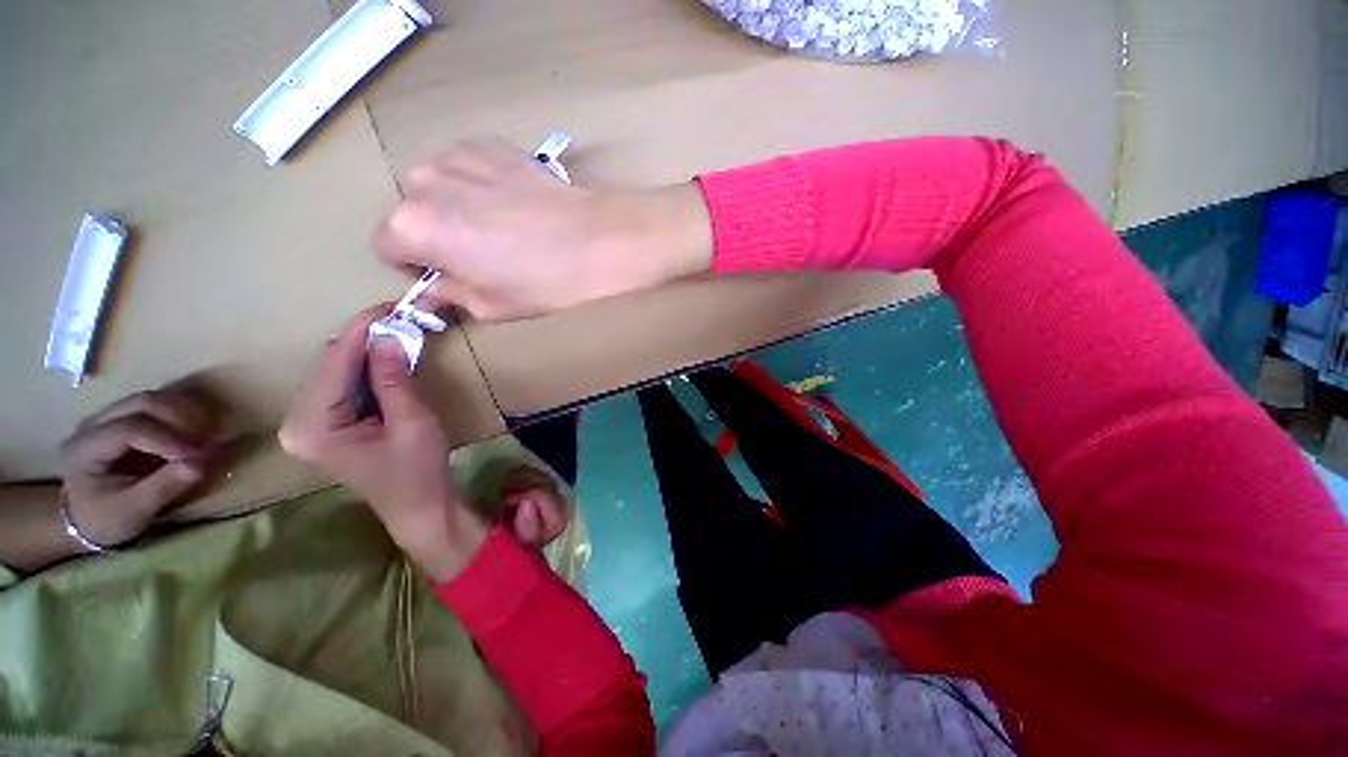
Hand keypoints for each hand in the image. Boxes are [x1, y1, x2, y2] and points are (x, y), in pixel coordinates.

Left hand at [60, 391, 217, 546]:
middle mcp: (94, 423)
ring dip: (183, 414)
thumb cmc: (106, 519)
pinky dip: (179, 414)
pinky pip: (155, 406)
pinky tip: (192, 432)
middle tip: (205, 443)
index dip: (169, 439)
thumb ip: (163, 488)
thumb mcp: (133, 512)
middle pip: (142, 404)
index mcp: (85, 448)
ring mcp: (108, 417)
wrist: (86, 518)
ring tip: (202, 438)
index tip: (199, 457)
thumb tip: (200, 465)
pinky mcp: (124, 419)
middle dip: (179, 419)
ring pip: (151, 400)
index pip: (131, 429)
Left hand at [278, 307, 486, 581]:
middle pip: (330, 366)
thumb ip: (394, 379)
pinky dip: (367, 371)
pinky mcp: (324, 426)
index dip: (362, 332)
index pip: (335, 364)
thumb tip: (389, 334)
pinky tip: (389, 361)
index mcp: (312, 426)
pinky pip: (342, 386)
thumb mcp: (411, 422)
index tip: (389, 307)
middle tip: (400, 321)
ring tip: (399, 336)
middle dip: (365, 341)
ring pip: (336, 373)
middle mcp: (297, 423)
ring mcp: (308, 425)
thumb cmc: (417, 470)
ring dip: (368, 354)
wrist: (418, 506)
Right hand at [374, 137, 712, 320]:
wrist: (600, 239)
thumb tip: (432, 291)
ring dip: (456, 208)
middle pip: (411, 213)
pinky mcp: (489, 143)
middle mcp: (422, 181)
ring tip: (503, 229)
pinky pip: (466, 168)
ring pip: (438, 187)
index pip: (387, 248)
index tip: (450, 275)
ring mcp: (456, 155)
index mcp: (413, 227)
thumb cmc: (546, 281)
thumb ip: (450, 295)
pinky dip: (478, 186)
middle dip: (436, 235)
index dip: (417, 266)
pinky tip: (514, 205)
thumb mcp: (492, 305)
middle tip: (483, 256)